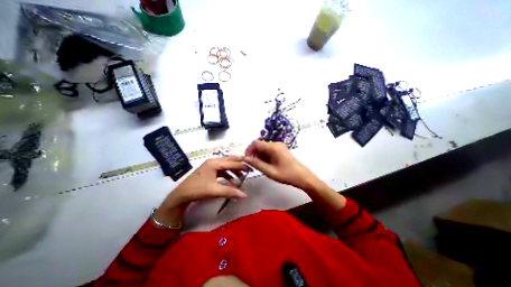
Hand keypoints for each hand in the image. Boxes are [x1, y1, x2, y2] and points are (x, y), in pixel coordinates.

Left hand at [155, 155, 250, 227]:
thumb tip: (245, 195)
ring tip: (240, 177)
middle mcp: (213, 161)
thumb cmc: (198, 190)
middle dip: (239, 164)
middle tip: (248, 168)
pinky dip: (227, 173)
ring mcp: (210, 164)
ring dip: (233, 170)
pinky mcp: (209, 169)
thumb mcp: (215, 191)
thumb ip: (230, 192)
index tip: (251, 168)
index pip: (232, 163)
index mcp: (215, 163)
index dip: (242, 166)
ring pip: (226, 164)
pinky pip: (222, 169)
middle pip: (230, 160)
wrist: (181, 195)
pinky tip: (231, 180)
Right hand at [245, 140, 347, 210]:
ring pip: (264, 148)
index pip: (256, 143)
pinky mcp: (281, 151)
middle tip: (252, 164)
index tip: (246, 159)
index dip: (249, 150)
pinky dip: (265, 156)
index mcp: (273, 147)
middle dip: (254, 153)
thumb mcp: (270, 171)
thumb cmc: (287, 175)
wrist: (303, 177)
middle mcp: (276, 144)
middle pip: (260, 145)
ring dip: (259, 155)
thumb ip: (257, 164)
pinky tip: (265, 164)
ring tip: (259, 166)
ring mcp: (279, 147)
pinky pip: (269, 151)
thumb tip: (246, 158)